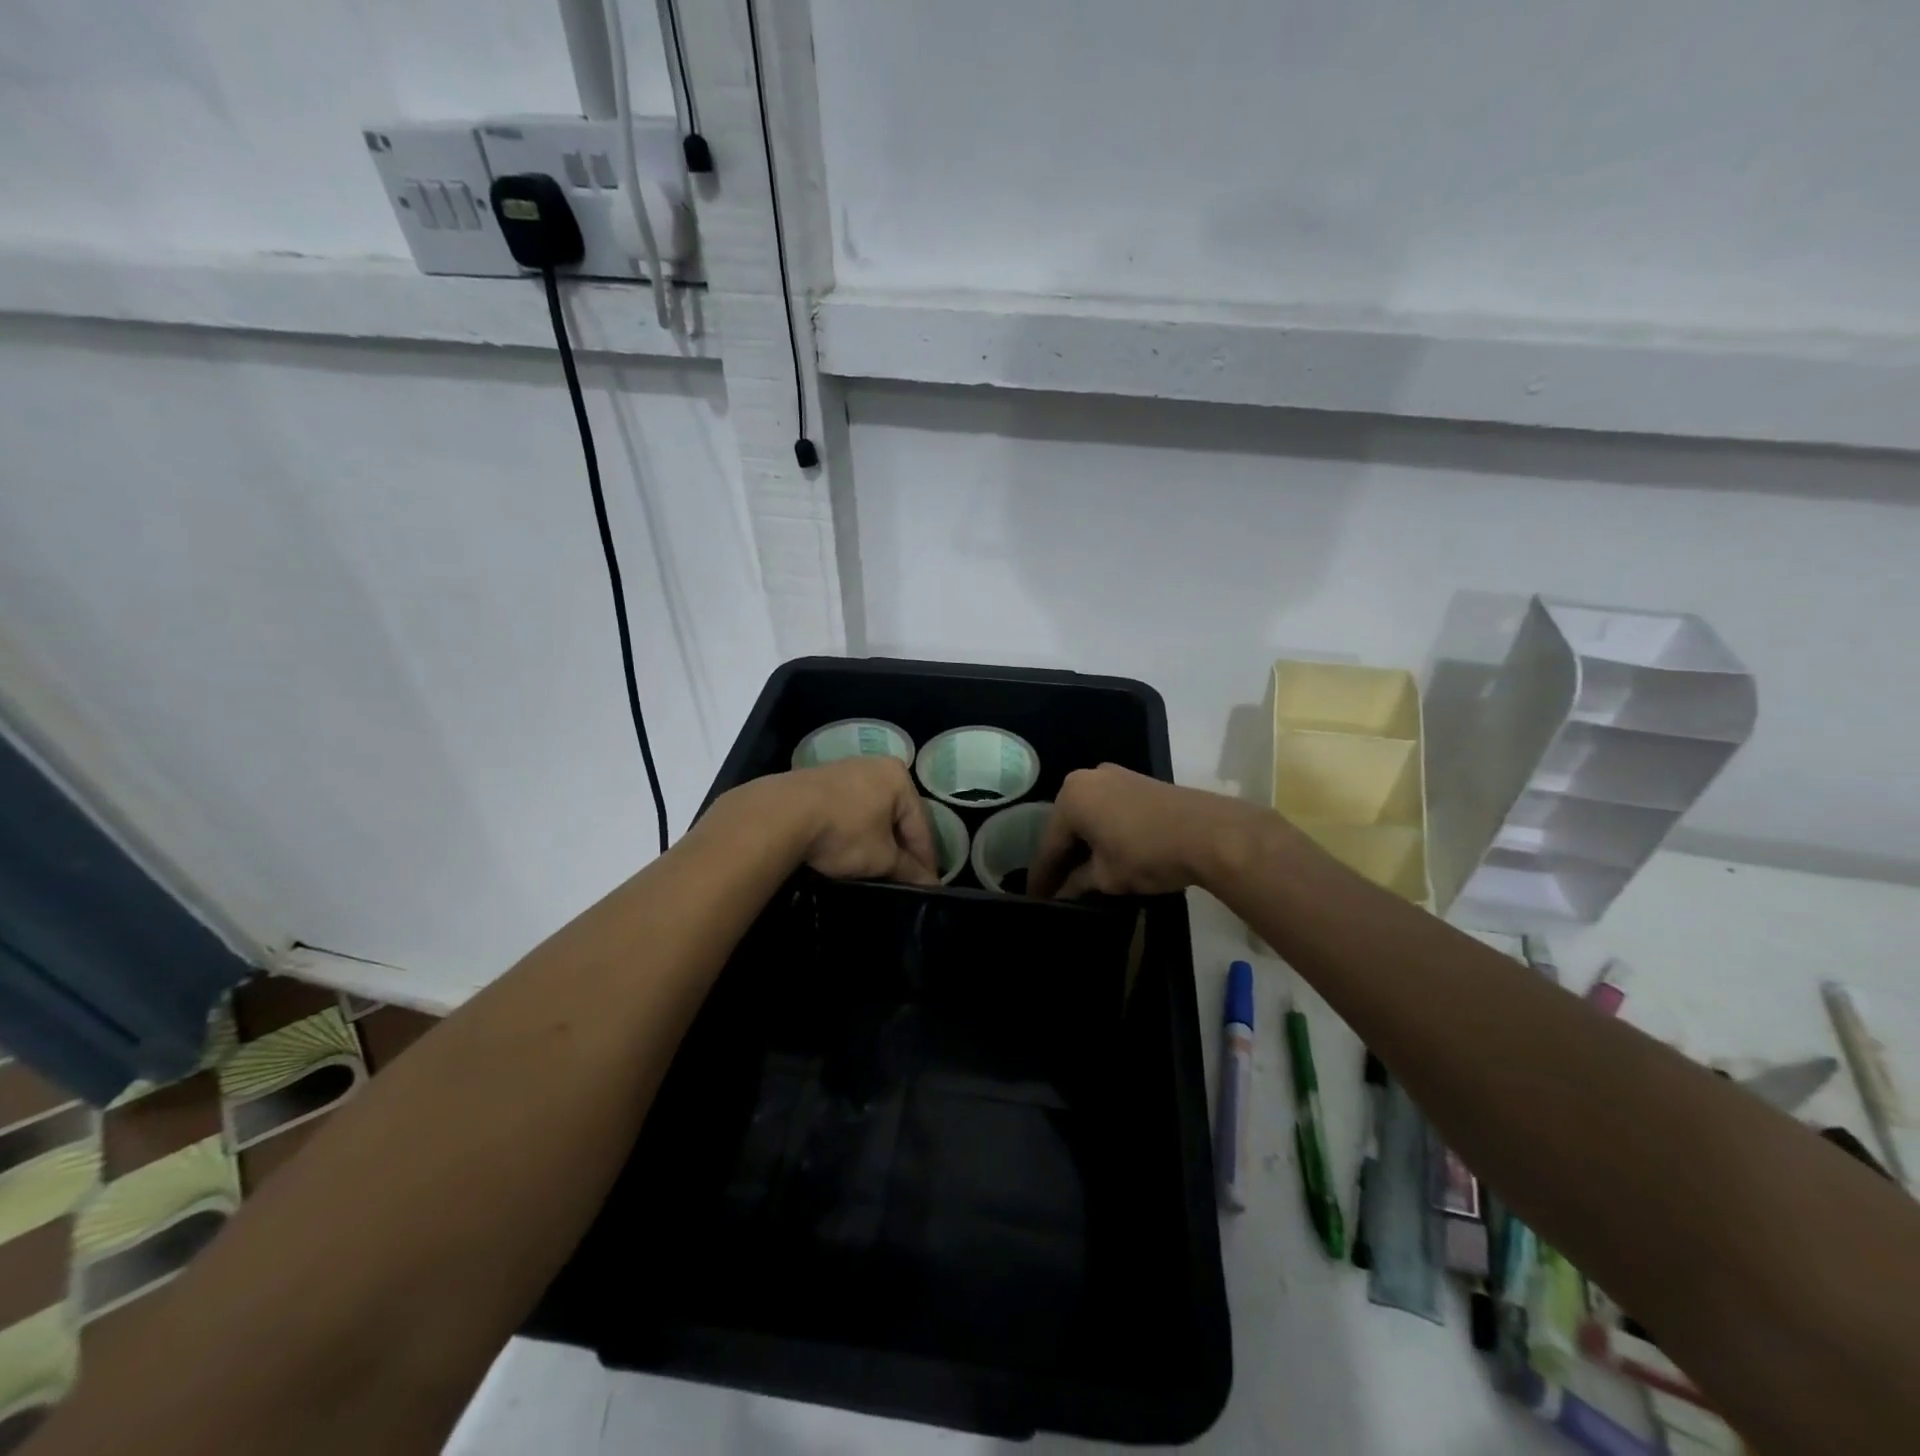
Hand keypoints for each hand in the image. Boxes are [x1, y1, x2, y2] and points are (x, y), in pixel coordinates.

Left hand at [776, 757, 939, 885]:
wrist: (781, 815)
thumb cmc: (844, 832)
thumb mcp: (881, 857)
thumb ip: (908, 869)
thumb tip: (930, 884)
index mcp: (899, 778)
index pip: (921, 825)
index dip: (926, 859)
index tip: (930, 885)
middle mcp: (876, 766)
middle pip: (897, 815)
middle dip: (901, 848)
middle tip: (906, 878)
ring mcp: (846, 770)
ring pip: (872, 812)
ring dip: (877, 839)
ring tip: (878, 868)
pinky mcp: (820, 780)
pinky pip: (849, 809)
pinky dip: (855, 830)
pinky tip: (851, 850)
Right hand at [1028, 764, 1267, 899]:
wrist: (1210, 833)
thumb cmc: (1147, 854)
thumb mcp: (1106, 876)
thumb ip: (1077, 883)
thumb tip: (1062, 893)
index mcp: (1071, 797)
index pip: (1049, 844)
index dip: (1042, 876)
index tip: (1035, 898)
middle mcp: (1087, 778)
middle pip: (1066, 825)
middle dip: (1061, 856)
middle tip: (1055, 887)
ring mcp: (1115, 775)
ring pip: (1088, 815)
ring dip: (1084, 843)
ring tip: (1080, 873)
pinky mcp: (1138, 781)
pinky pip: (1108, 808)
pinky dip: (1103, 830)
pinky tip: (1106, 851)